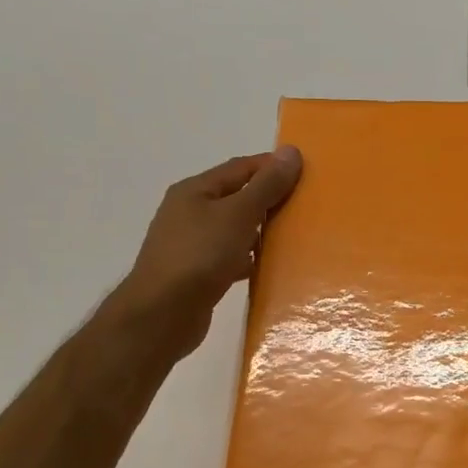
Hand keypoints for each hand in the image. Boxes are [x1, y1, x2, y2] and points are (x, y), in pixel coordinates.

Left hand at [99, 147, 303, 361]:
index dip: (272, 167)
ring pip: (234, 229)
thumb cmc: (200, 256)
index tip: (306, 174)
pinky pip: (229, 258)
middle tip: (305, 206)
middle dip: (269, 200)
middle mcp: (189, 213)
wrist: (161, 315)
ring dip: (260, 232)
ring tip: (293, 237)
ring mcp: (190, 245)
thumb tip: (291, 151)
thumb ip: (266, 185)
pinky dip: (248, 259)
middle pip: (237, 197)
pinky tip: (267, 268)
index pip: (241, 167)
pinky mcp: (196, 274)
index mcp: (195, 190)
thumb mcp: (238, 214)